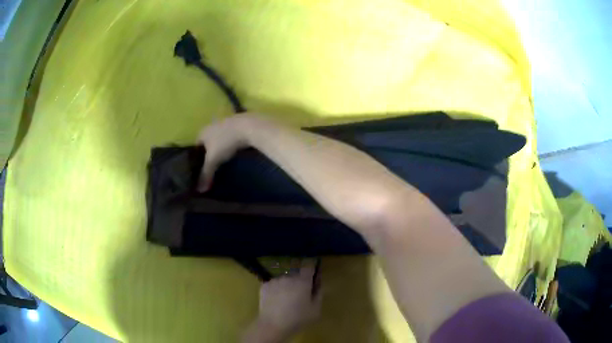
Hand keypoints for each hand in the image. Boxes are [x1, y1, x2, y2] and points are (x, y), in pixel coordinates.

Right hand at [196, 114, 253, 190]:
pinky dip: (232, 141)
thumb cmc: (226, 142)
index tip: (200, 167)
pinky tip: (236, 150)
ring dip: (221, 145)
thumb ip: (206, 174)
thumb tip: (199, 190)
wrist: (249, 126)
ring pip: (220, 136)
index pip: (196, 146)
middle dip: (209, 151)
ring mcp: (226, 122)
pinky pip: (231, 134)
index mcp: (203, 132)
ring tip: (225, 158)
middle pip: (208, 140)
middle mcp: (211, 124)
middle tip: (213, 164)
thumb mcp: (214, 160)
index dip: (197, 157)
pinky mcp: (239, 122)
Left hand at [243, 266, 322, 342]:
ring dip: (287, 285)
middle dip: (299, 281)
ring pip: (284, 280)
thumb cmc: (298, 319)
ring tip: (286, 300)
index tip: (312, 274)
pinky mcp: (264, 286)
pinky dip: (276, 290)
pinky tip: (276, 301)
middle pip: (296, 274)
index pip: (309, 266)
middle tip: (299, 294)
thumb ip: (318, 294)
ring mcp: (274, 280)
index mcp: (303, 281)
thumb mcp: (316, 310)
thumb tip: (317, 284)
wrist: (273, 325)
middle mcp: (288, 277)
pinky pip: (274, 285)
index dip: (311, 268)